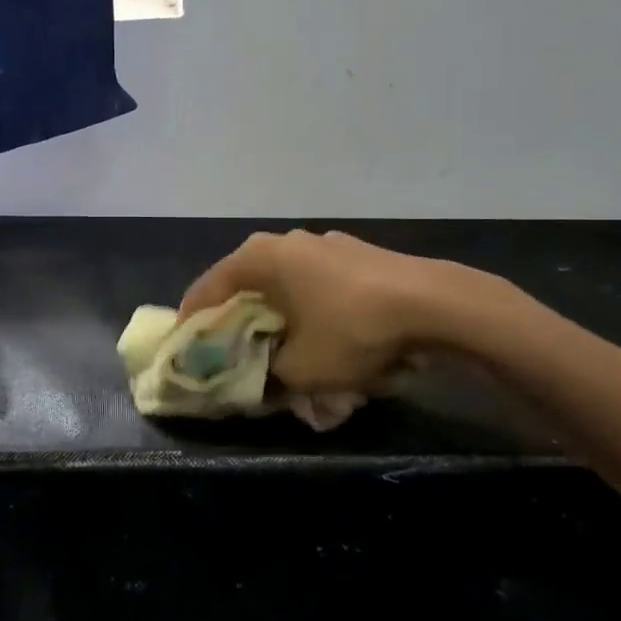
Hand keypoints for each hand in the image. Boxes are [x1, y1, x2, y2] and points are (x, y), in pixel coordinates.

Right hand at [179, 229, 511, 393]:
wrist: (435, 304)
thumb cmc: (352, 330)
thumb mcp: (301, 369)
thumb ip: (267, 376)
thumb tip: (260, 379)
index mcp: (261, 257)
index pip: (208, 287)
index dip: (193, 321)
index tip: (185, 349)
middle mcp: (287, 241)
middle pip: (247, 284)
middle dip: (238, 321)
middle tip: (231, 352)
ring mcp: (326, 245)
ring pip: (286, 286)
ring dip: (278, 317)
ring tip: (281, 350)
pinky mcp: (358, 256)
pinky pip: (319, 287)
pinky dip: (311, 312)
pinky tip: (327, 339)